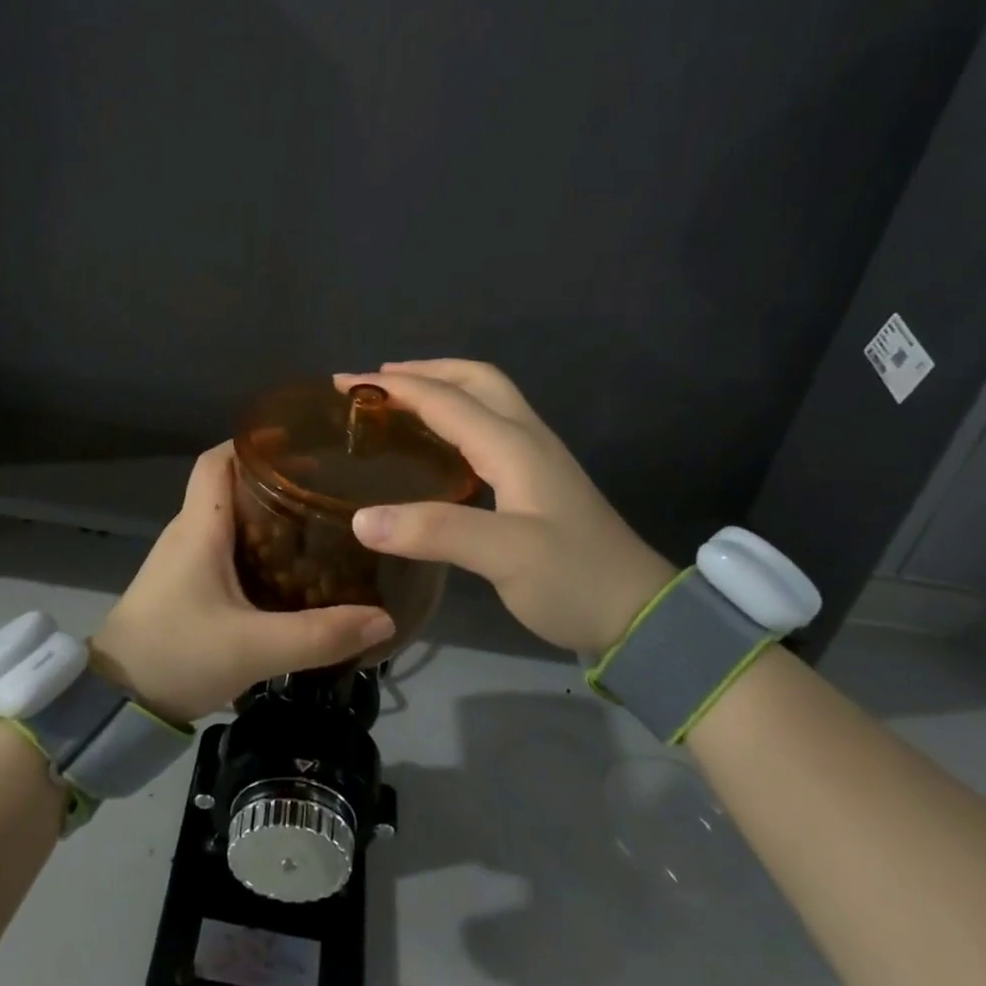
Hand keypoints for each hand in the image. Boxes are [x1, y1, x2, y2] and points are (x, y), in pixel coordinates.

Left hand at [89, 444, 396, 723]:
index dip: (254, 442)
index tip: (301, 442)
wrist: (115, 702)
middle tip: (327, 485)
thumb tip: (384, 618)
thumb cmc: (177, 654)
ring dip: (268, 514)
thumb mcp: (254, 648)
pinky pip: (225, 548)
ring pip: (230, 518)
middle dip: (276, 479)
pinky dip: (257, 545)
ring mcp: (183, 559)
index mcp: (199, 526)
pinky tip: (289, 568)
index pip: (218, 460)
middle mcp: (189, 532)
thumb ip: (319, 635)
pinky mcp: (185, 585)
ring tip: (318, 521)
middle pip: (230, 485)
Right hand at [337, 360, 675, 656]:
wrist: (641, 615)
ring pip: (487, 400)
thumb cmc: (573, 579)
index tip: (344, 383)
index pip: (444, 399)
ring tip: (402, 402)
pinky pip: (490, 428)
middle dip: (425, 370)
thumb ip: (433, 531)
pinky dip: (457, 418)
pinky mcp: (540, 482)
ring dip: (443, 388)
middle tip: (377, 382)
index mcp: (513, 444)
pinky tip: (441, 446)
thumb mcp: (504, 556)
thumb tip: (361, 519)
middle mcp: (526, 438)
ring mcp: (538, 459)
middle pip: (476, 379)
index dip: (392, 386)